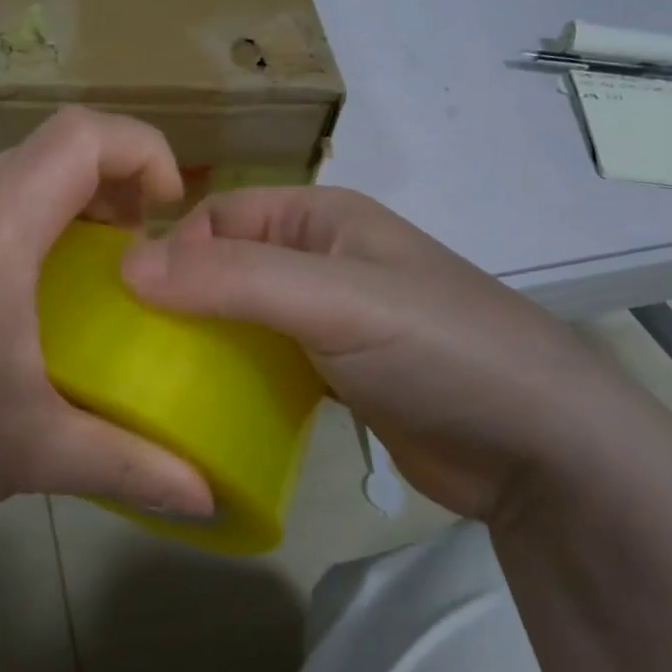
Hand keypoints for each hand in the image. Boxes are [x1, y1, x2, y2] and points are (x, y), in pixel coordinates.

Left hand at [0, 107, 212, 557]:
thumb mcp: (34, 454)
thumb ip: (132, 466)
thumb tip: (207, 497)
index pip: (78, 137)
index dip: (141, 150)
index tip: (168, 212)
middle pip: (45, 147)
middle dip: (109, 177)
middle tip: (138, 244)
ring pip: (6, 173)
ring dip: (61, 199)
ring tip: (90, 265)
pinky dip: (20, 220)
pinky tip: (24, 292)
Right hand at [120, 187, 667, 520]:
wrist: (544, 455)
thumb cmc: (438, 351)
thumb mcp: (333, 301)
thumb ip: (233, 279)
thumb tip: (127, 266)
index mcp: (321, 217)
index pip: (219, 216)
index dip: (172, 249)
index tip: (131, 303)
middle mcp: (319, 259)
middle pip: (224, 266)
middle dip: (178, 298)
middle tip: (131, 347)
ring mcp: (327, 320)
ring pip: (239, 317)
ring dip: (201, 340)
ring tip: (152, 378)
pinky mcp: (332, 374)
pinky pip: (262, 362)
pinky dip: (232, 376)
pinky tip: (202, 406)